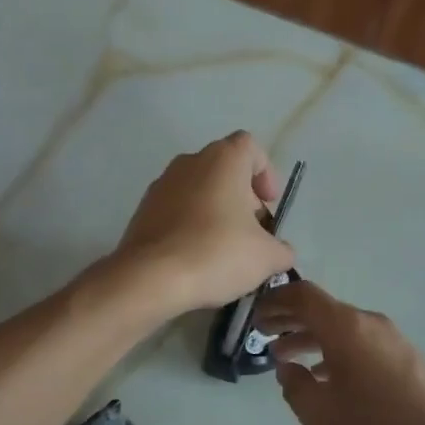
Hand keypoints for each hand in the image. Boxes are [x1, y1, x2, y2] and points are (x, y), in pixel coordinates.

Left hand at [112, 131, 295, 315]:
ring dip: (215, 212)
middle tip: (251, 232)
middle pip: (224, 170)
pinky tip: (196, 258)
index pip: (250, 147)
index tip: (268, 203)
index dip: (265, 172)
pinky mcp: (143, 209)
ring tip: (224, 249)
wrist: (151, 277)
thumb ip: (281, 249)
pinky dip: (190, 225)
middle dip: (242, 198)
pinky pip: (176, 210)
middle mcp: (190, 162)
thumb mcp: (267, 257)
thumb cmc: (217, 253)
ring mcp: (161, 184)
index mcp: (223, 159)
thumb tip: (281, 251)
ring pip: (199, 190)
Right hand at [256, 279, 424, 424]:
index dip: (277, 300)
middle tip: (263, 335)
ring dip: (312, 339)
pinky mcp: (407, 359)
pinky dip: (336, 352)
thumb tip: (289, 368)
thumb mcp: (320, 416)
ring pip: (343, 329)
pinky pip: (361, 344)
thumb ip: (295, 387)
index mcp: (346, 327)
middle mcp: (370, 324)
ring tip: (287, 360)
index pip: (304, 295)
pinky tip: (326, 378)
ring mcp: (393, 340)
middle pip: (323, 310)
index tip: (256, 315)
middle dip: (290, 320)